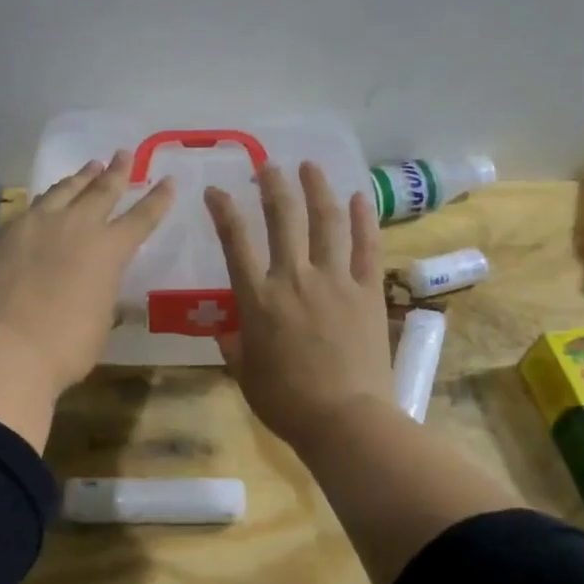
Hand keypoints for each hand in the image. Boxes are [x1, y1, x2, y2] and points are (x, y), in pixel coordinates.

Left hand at [0, 151, 174, 391]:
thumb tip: (100, 291)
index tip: (167, 180)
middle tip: (123, 154)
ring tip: (87, 168)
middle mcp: (75, 226)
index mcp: (109, 250)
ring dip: (78, 179)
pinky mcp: (2, 235)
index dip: (157, 199)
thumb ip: (103, 296)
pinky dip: (43, 205)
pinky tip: (41, 207)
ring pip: (62, 191)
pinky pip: (28, 211)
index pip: (141, 218)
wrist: (8, 348)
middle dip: (116, 172)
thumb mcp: (100, 322)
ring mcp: (35, 225)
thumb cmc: (67, 346)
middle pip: (101, 190)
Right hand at [205, 163, 392, 450]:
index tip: (215, 191)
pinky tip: (359, 197)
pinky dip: (363, 219)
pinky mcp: (368, 291)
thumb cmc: (285, 401)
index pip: (235, 242)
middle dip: (273, 185)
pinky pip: (366, 246)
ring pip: (326, 221)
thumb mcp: (246, 375)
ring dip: (317, 189)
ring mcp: (335, 280)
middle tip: (268, 166)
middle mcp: (294, 278)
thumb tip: (228, 332)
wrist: (344, 418)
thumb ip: (235, 347)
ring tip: (310, 167)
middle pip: (283, 218)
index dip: (223, 210)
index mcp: (258, 299)